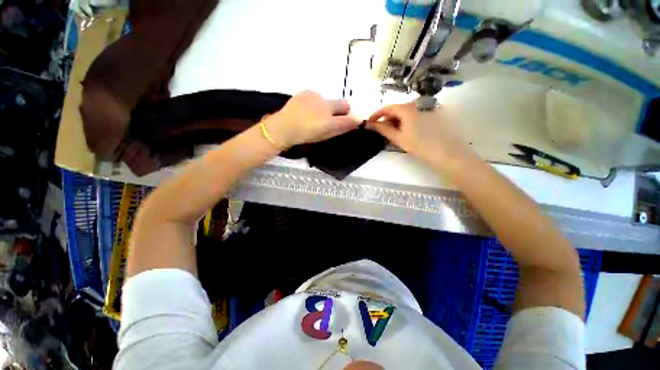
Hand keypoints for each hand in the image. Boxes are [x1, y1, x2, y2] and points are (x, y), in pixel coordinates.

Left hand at [266, 91, 360, 147]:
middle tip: (333, 117)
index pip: (349, 118)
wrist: (284, 126)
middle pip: (343, 104)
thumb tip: (354, 122)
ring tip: (313, 115)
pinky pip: (316, 97)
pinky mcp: (306, 92)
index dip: (353, 119)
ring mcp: (316, 97)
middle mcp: (326, 106)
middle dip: (343, 109)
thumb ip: (341, 128)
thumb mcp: (325, 135)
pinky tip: (306, 109)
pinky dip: (314, 102)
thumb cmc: (305, 135)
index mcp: (330, 121)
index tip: (353, 120)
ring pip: (328, 100)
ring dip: (326, 106)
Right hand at [367, 102, 473, 174]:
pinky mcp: (433, 112)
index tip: (370, 123)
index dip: (376, 115)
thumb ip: (382, 129)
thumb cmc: (419, 145)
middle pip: (397, 108)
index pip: (387, 107)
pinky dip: (407, 120)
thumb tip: (369, 124)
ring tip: (394, 132)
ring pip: (406, 111)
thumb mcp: (398, 138)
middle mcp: (417, 103)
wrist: (446, 152)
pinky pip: (415, 113)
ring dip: (397, 120)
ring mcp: (427, 106)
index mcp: (407, 108)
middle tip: (381, 131)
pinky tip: (407, 130)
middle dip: (387, 119)